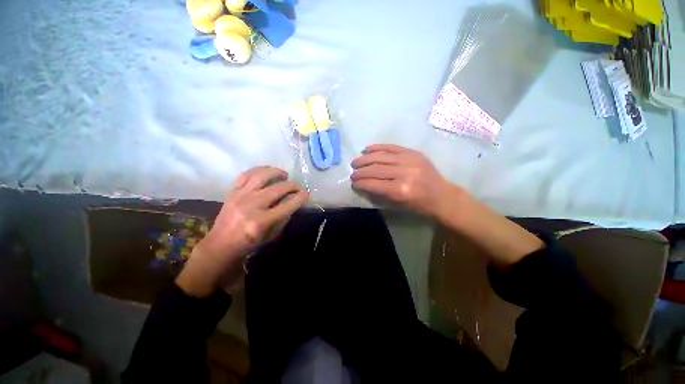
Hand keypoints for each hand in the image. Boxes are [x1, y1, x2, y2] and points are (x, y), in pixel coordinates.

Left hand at [176, 166, 308, 296]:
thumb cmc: (249, 243)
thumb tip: (293, 201)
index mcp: (261, 222)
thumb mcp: (271, 235)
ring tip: (284, 174)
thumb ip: (284, 217)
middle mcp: (251, 206)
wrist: (220, 244)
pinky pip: (246, 174)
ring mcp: (240, 196)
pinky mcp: (232, 191)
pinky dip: (259, 170)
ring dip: (276, 172)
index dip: (300, 198)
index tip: (307, 194)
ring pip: (261, 175)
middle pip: (278, 188)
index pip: (287, 205)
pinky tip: (267, 172)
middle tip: (298, 186)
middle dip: (292, 185)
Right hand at [351, 144, 462, 218]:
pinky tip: (367, 149)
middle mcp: (404, 173)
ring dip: (365, 159)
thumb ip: (379, 193)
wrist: (441, 195)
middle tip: (352, 173)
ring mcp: (409, 160)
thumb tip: (363, 184)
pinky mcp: (413, 152)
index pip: (373, 184)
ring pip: (381, 157)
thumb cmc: (418, 204)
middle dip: (360, 172)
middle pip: (375, 169)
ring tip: (356, 162)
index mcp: (400, 190)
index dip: (361, 183)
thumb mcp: (398, 204)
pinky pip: (392, 147)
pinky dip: (378, 147)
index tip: (353, 183)